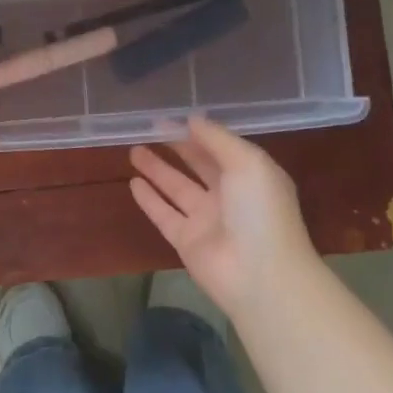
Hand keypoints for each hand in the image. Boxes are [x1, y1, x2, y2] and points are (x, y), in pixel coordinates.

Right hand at [129, 117, 317, 318]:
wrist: (260, 274)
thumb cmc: (259, 211)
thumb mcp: (247, 162)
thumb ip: (217, 138)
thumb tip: (192, 119)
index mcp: (250, 175)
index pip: (220, 147)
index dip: (196, 132)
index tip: (169, 117)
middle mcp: (229, 195)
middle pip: (197, 165)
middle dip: (176, 147)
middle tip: (147, 129)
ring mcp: (206, 219)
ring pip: (176, 188)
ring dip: (157, 169)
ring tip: (133, 150)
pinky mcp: (186, 241)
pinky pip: (164, 214)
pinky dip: (149, 199)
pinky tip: (133, 182)